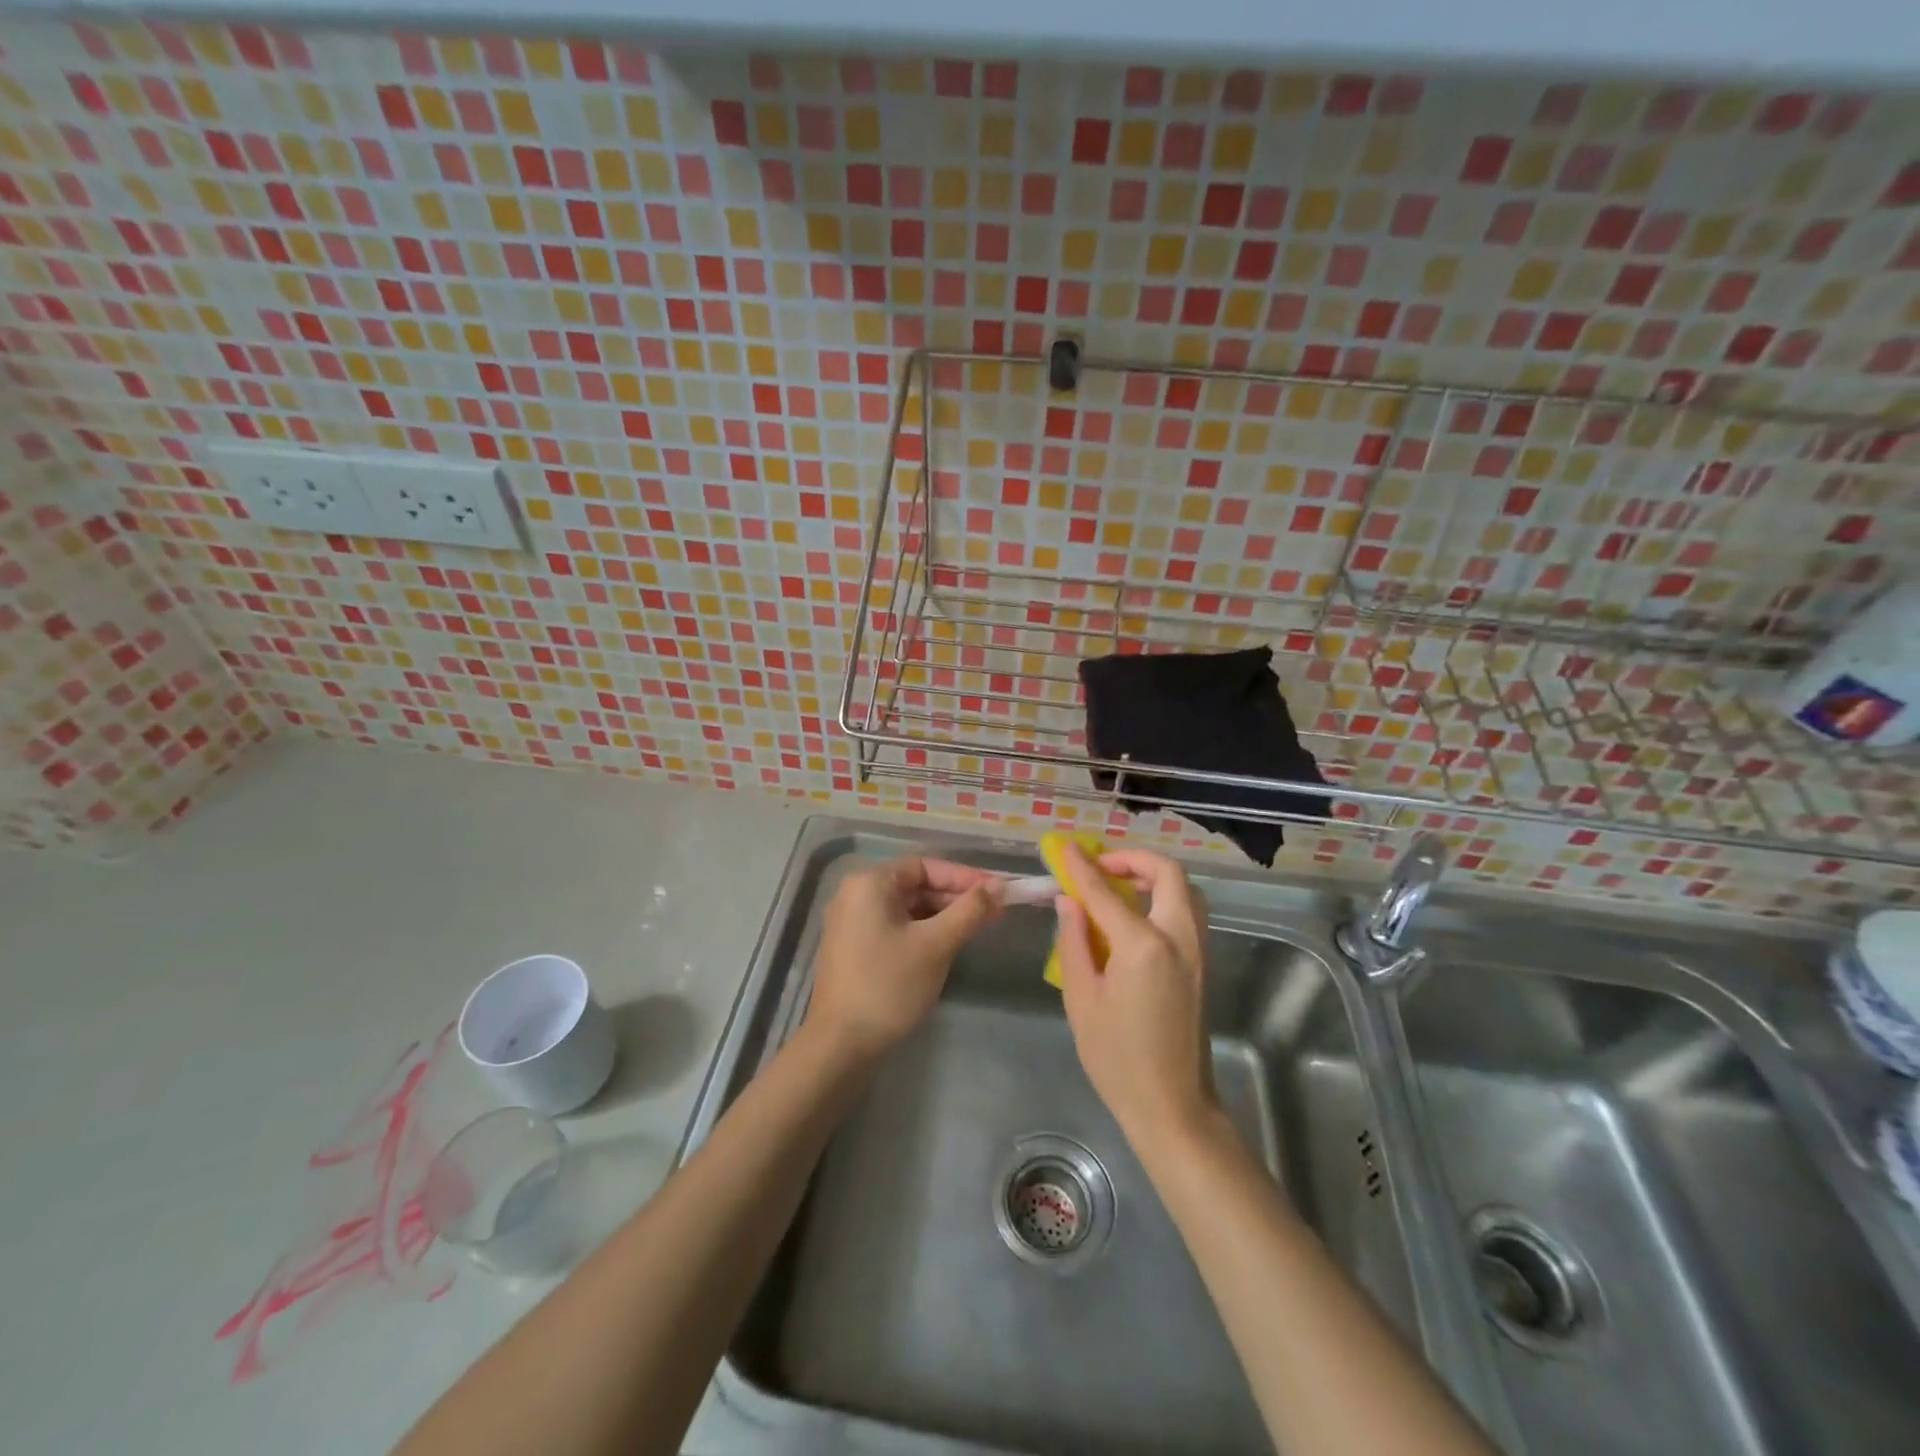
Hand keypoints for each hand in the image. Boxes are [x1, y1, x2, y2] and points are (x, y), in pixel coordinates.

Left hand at [806, 857, 1000, 1060]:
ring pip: (907, 908)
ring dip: (943, 916)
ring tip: (980, 928)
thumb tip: (1001, 885)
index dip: (964, 876)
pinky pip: (895, 926)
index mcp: (870, 883)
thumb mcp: (936, 944)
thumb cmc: (890, 986)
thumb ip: (970, 910)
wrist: (841, 1045)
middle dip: (956, 898)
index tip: (997, 891)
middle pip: (915, 885)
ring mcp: (852, 923)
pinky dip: (923, 931)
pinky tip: (949, 944)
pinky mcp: (854, 948)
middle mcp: (856, 894)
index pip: (925, 866)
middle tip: (996, 912)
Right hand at [1051, 840, 1215, 1148]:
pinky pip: (1187, 911)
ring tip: (1117, 887)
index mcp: (1143, 946)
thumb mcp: (1081, 999)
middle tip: (1101, 867)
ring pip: (1185, 889)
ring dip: (1153, 876)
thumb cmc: (1117, 1058)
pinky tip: (1134, 915)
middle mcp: (1178, 937)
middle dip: (1133, 859)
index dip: (1082, 866)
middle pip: (1167, 873)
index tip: (1065, 848)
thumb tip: (1068, 901)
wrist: (1172, 1105)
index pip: (1106, 891)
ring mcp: (1197, 950)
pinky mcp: (1202, 964)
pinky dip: (1164, 897)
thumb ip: (1074, 941)